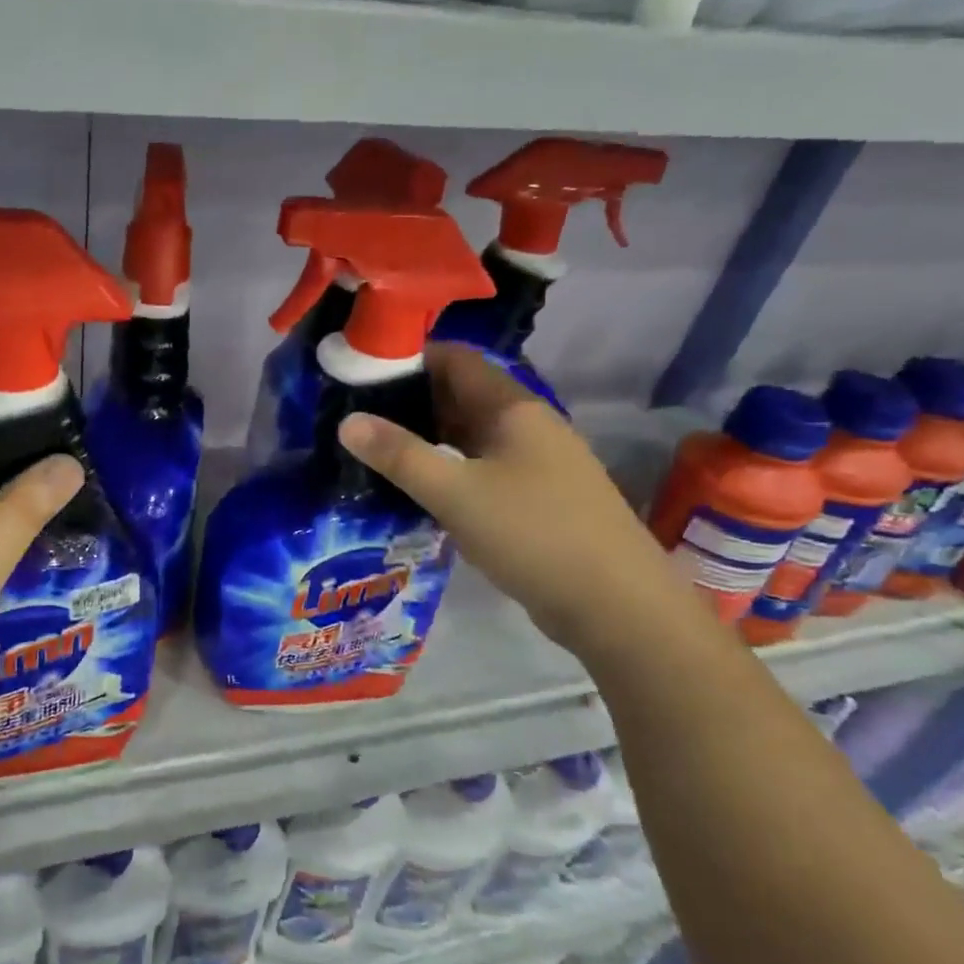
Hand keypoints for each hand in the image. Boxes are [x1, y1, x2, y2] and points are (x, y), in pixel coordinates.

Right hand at [337, 344, 696, 655]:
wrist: (616, 604)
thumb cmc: (533, 534)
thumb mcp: (455, 493)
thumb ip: (400, 455)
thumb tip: (347, 422)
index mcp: (513, 409)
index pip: (455, 360)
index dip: (409, 359)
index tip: (361, 374)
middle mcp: (528, 426)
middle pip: (462, 396)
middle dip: (411, 402)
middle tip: (358, 418)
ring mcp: (537, 463)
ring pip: (471, 436)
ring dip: (429, 439)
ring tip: (378, 452)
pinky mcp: (537, 498)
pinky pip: (483, 469)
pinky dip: (450, 470)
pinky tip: (420, 490)